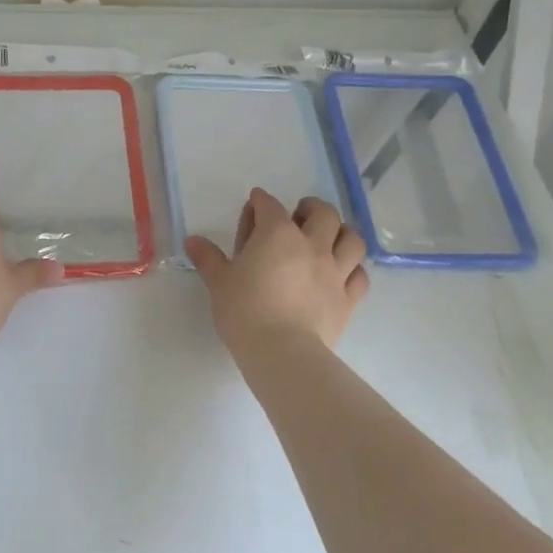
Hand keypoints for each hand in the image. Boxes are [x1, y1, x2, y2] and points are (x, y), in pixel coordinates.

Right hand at [186, 190, 369, 353]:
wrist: (281, 351)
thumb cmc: (244, 311)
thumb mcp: (219, 282)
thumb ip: (208, 258)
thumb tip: (191, 241)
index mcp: (277, 234)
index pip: (269, 206)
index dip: (261, 201)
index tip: (255, 202)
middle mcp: (311, 245)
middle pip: (323, 214)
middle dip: (311, 207)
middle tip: (300, 214)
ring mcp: (335, 271)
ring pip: (352, 240)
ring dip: (341, 232)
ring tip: (330, 237)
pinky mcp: (348, 299)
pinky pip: (360, 276)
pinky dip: (353, 269)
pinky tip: (344, 272)